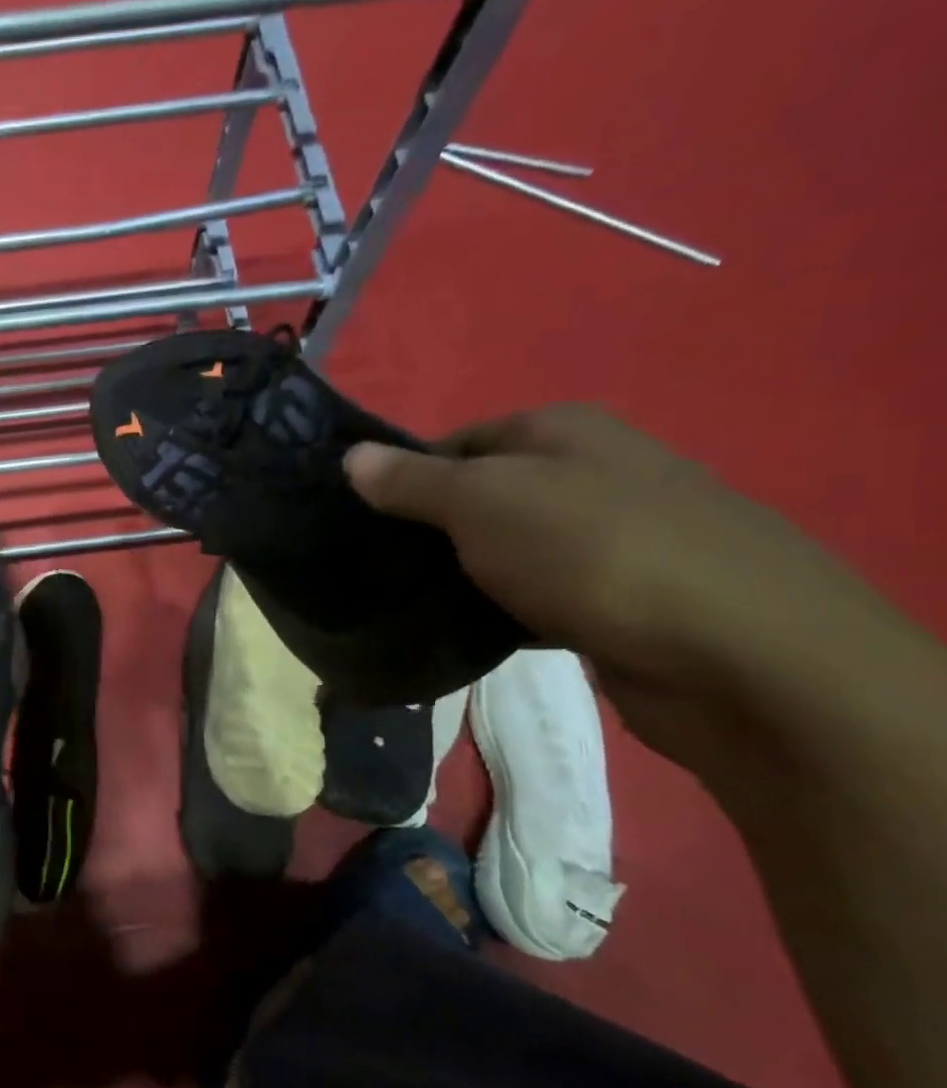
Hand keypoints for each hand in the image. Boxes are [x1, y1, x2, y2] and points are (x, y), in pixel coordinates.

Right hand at [343, 405, 875, 753]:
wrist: (738, 656)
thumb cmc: (591, 552)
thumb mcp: (481, 502)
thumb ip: (411, 480)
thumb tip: (350, 455)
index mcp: (561, 432)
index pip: (455, 442)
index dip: (404, 477)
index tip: (362, 521)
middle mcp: (593, 473)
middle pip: (483, 495)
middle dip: (431, 530)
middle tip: (377, 567)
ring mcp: (614, 538)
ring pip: (510, 549)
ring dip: (465, 575)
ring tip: (411, 604)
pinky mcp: (623, 599)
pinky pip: (540, 595)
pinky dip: (505, 611)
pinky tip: (472, 635)